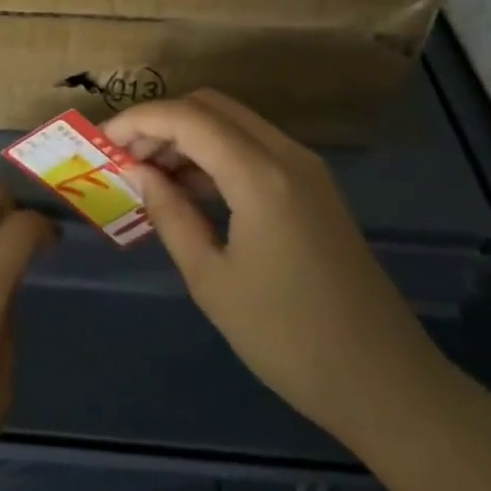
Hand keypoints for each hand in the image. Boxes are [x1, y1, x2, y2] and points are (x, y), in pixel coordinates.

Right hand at [104, 90, 450, 447]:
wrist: (388, 385)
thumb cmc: (289, 339)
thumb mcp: (212, 280)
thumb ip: (170, 215)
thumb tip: (138, 172)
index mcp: (260, 175)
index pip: (187, 117)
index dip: (138, 121)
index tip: (103, 144)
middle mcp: (287, 155)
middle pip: (211, 106)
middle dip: (162, 122)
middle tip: (126, 160)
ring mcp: (307, 170)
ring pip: (234, 123)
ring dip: (189, 137)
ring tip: (151, 177)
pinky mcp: (316, 189)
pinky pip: (255, 148)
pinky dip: (216, 155)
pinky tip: (192, 192)